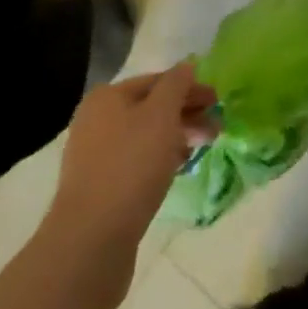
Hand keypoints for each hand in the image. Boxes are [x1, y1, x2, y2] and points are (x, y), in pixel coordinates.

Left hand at [42, 62, 217, 284]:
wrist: (90, 241)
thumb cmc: (130, 166)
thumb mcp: (161, 114)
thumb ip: (176, 84)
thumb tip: (186, 66)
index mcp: (107, 98)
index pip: (158, 80)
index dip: (190, 87)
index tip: (217, 101)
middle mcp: (96, 122)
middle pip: (152, 108)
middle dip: (186, 114)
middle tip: (216, 127)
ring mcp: (95, 157)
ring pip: (146, 136)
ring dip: (177, 137)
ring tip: (204, 148)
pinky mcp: (100, 188)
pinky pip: (137, 162)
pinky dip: (161, 159)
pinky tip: (178, 169)